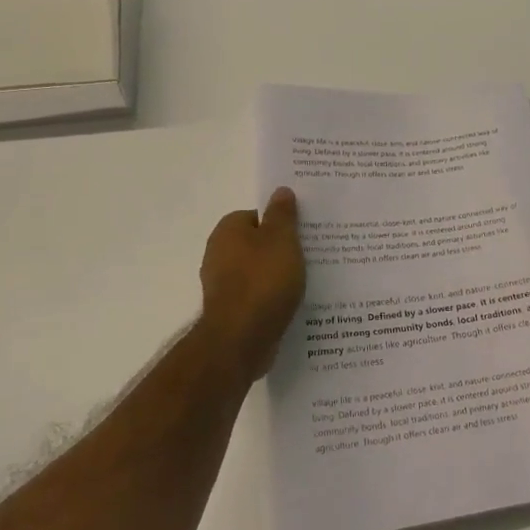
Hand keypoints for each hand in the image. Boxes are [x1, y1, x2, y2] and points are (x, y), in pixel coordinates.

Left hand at [199, 187, 304, 382]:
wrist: (240, 339)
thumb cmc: (263, 281)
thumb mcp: (282, 239)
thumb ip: (282, 214)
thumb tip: (281, 191)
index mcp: (228, 230)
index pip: (257, 216)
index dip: (281, 223)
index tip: (303, 233)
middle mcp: (218, 254)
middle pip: (257, 244)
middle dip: (281, 250)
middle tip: (311, 255)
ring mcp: (222, 285)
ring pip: (258, 271)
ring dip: (278, 276)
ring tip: (308, 282)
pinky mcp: (231, 311)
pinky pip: (257, 296)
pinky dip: (272, 298)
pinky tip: (292, 304)